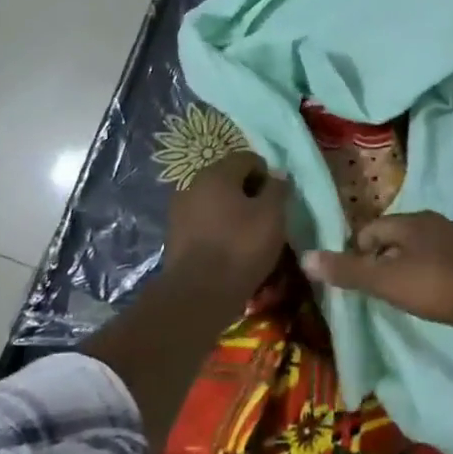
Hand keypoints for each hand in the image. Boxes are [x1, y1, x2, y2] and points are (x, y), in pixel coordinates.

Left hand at [164, 150, 292, 303]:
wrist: (198, 295)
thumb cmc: (240, 248)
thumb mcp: (272, 215)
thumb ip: (277, 188)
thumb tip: (277, 174)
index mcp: (217, 173)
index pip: (248, 159)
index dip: (267, 175)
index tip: (278, 200)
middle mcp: (193, 184)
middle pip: (229, 179)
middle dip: (249, 193)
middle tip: (266, 218)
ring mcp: (180, 209)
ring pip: (215, 201)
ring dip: (233, 212)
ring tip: (249, 236)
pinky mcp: (175, 235)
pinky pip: (204, 222)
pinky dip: (218, 229)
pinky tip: (229, 250)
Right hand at [302, 212, 452, 339]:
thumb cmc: (435, 287)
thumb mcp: (385, 282)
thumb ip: (347, 271)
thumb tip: (305, 257)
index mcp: (410, 221)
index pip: (371, 229)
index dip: (358, 252)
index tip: (358, 280)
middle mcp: (435, 220)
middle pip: (397, 235)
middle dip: (384, 258)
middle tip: (380, 289)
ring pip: (422, 245)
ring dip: (409, 264)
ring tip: (407, 292)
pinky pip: (444, 257)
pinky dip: (433, 270)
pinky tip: (437, 292)